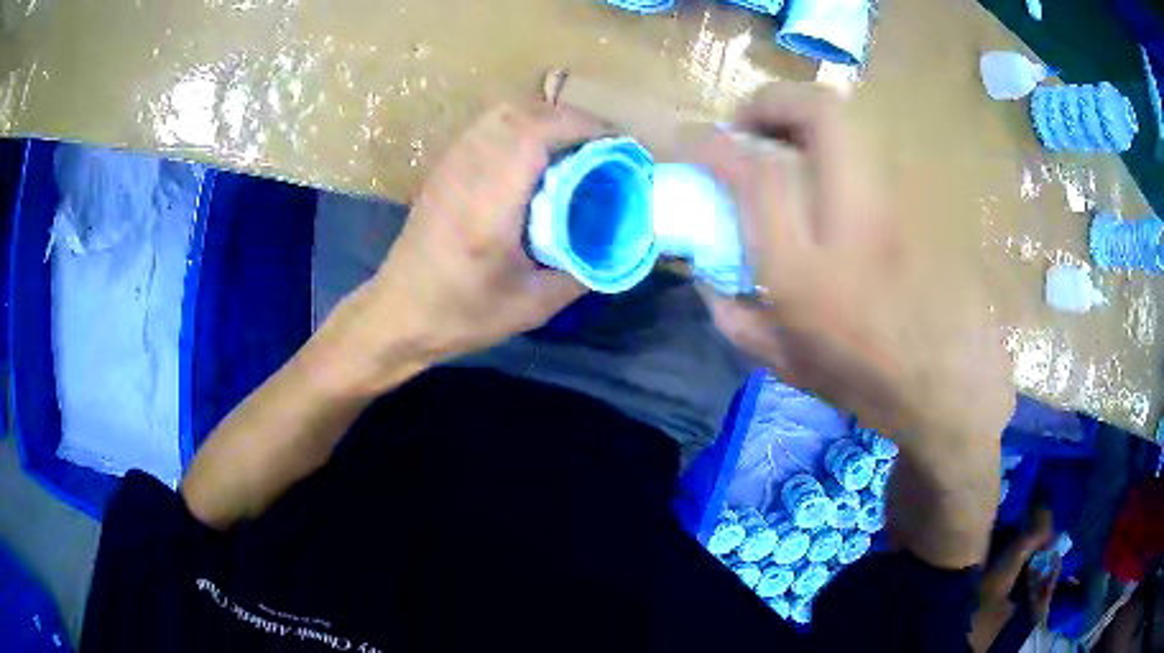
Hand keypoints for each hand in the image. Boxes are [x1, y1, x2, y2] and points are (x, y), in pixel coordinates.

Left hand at [319, 102, 603, 390]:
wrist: (397, 314)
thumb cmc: (460, 314)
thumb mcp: (532, 307)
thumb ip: (581, 271)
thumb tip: (618, 244)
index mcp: (489, 204)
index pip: (535, 133)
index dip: (581, 127)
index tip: (616, 144)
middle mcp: (467, 172)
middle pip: (521, 112)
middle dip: (569, 119)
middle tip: (600, 145)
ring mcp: (450, 165)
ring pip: (502, 113)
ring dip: (544, 118)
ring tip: (573, 146)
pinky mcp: (443, 169)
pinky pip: (486, 127)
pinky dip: (520, 126)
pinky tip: (534, 155)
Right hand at [686, 83, 1014, 448]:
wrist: (946, 387)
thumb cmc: (866, 383)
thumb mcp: (785, 363)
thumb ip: (733, 316)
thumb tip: (704, 274)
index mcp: (806, 272)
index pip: (756, 173)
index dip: (714, 142)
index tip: (694, 141)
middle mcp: (854, 221)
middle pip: (820, 113)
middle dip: (773, 100)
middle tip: (751, 124)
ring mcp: (895, 205)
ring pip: (853, 121)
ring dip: (806, 117)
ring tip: (788, 144)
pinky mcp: (919, 202)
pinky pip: (869, 148)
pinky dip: (836, 145)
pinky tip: (830, 176)